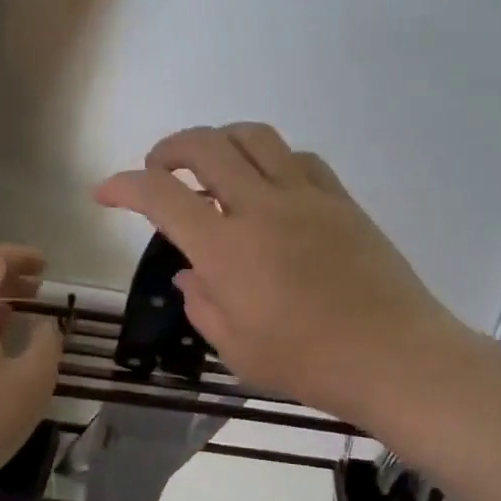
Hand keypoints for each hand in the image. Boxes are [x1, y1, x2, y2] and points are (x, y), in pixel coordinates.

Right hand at [93, 123, 464, 423]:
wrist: (394, 355)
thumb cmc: (309, 362)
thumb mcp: (238, 349)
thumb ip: (203, 305)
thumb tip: (191, 275)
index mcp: (226, 248)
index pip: (161, 196)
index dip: (124, 186)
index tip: (106, 191)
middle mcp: (261, 207)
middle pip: (206, 146)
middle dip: (170, 147)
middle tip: (159, 169)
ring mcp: (306, 197)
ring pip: (254, 137)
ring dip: (220, 140)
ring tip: (211, 165)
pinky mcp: (341, 200)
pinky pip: (299, 158)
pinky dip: (271, 159)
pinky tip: (269, 184)